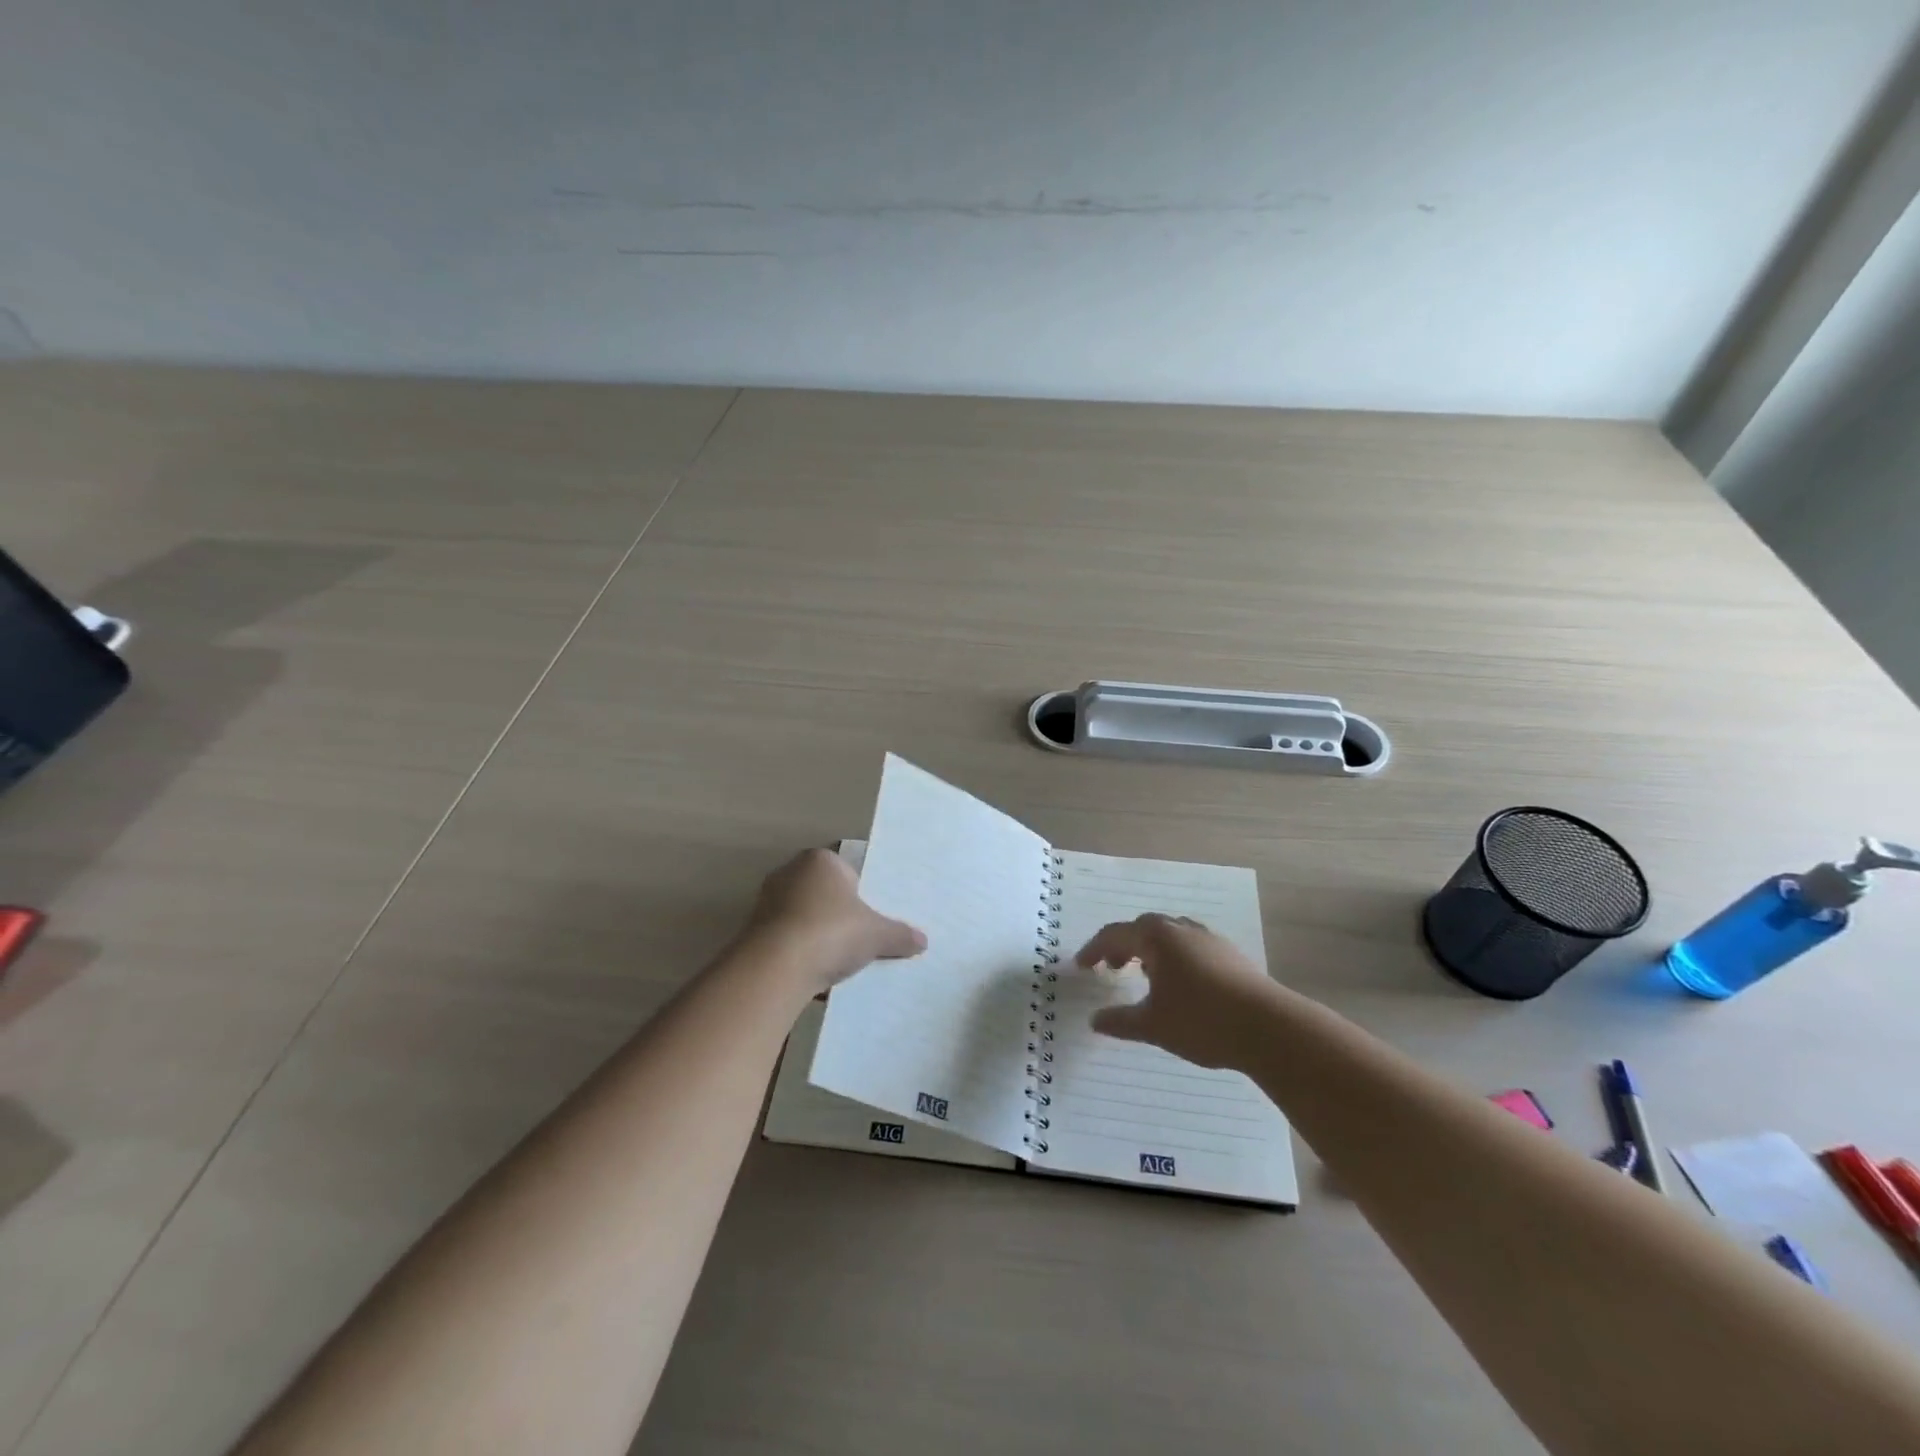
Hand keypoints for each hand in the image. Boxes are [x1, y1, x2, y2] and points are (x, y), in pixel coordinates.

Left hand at [738, 848, 926, 994]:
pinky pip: (785, 937)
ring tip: (835, 960)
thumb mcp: (877, 935)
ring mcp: (767, 900)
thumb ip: (900, 934)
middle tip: (856, 939)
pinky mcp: (752, 929)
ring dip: (816, 934)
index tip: (869, 919)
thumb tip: (923, 941)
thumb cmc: (832, 933)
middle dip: (837, 914)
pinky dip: (798, 951)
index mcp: (821, 860)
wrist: (776, 967)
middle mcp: (790, 872)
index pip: (847, 872)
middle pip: (823, 893)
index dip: (860, 895)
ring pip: (803, 916)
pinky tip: (812, 971)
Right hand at [1074, 914, 1276, 1069]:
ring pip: (1169, 935)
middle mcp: (1180, 929)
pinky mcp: (1230, 954)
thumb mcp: (1153, 1025)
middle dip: (1123, 946)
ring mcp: (1209, 939)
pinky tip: (1180, 984)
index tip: (1081, 966)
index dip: (1094, 949)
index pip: (1115, 934)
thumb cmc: (1202, 1021)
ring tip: (1145, 974)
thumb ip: (1120, 1021)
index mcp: (1156, 938)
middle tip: (1111, 969)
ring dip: (1150, 950)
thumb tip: (1095, 1020)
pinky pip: (1190, 945)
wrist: (1270, 1028)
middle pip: (1142, 928)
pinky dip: (1173, 957)